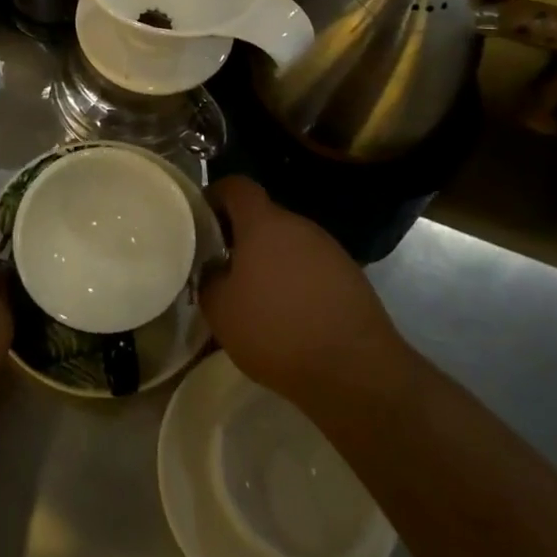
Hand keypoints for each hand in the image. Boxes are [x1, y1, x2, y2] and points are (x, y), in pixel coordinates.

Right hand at [199, 177, 400, 403]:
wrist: (355, 369)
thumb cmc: (276, 331)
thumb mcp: (220, 310)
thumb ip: (209, 279)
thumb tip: (214, 268)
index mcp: (263, 223)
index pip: (236, 186)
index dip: (215, 195)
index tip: (202, 220)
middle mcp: (299, 225)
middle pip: (264, 215)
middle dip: (242, 235)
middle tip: (224, 266)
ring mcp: (329, 248)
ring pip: (290, 242)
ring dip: (271, 259)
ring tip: (258, 295)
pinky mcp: (351, 275)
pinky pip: (312, 266)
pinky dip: (297, 280)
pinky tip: (292, 314)